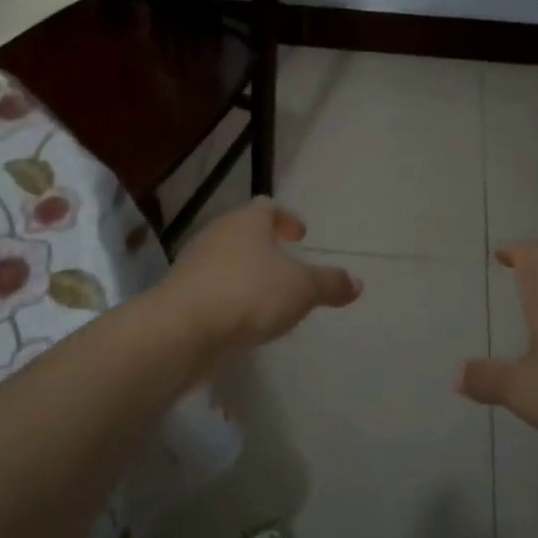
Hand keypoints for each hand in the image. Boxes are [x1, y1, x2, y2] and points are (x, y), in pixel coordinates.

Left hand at [158, 199, 361, 358]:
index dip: (286, 219)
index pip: (267, 207)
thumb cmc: (248, 294)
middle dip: (265, 246)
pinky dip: (229, 297)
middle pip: (244, 232)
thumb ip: (329, 284)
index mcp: (247, 222)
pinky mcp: (180, 295)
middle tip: (286, 262)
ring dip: (246, 273)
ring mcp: (193, 264)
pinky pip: (212, 288)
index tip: (300, 235)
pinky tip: (241, 319)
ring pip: (226, 260)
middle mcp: (217, 234)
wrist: (181, 330)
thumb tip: (356, 282)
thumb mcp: (302, 289)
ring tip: (267, 295)